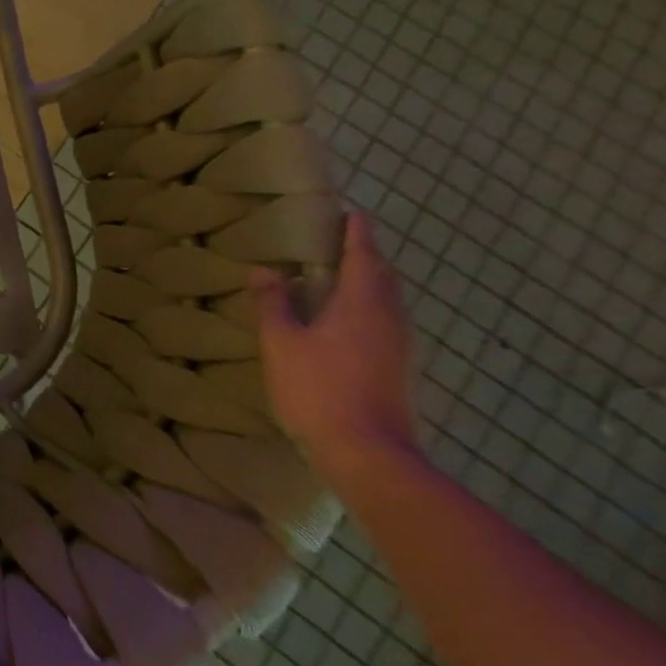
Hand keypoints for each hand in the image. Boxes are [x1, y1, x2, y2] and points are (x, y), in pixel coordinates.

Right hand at [253, 212, 417, 478]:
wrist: (369, 455)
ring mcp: (398, 347)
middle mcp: (389, 318)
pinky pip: (385, 321)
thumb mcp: (282, 342)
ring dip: (369, 281)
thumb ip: (274, 303)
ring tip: (340, 274)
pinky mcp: (397, 369)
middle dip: (365, 254)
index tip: (349, 211)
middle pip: (383, 276)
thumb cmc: (319, 388)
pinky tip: (346, 319)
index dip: (357, 231)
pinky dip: (369, 306)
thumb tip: (266, 270)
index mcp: (362, 303)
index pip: (364, 255)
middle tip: (339, 240)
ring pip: (388, 300)